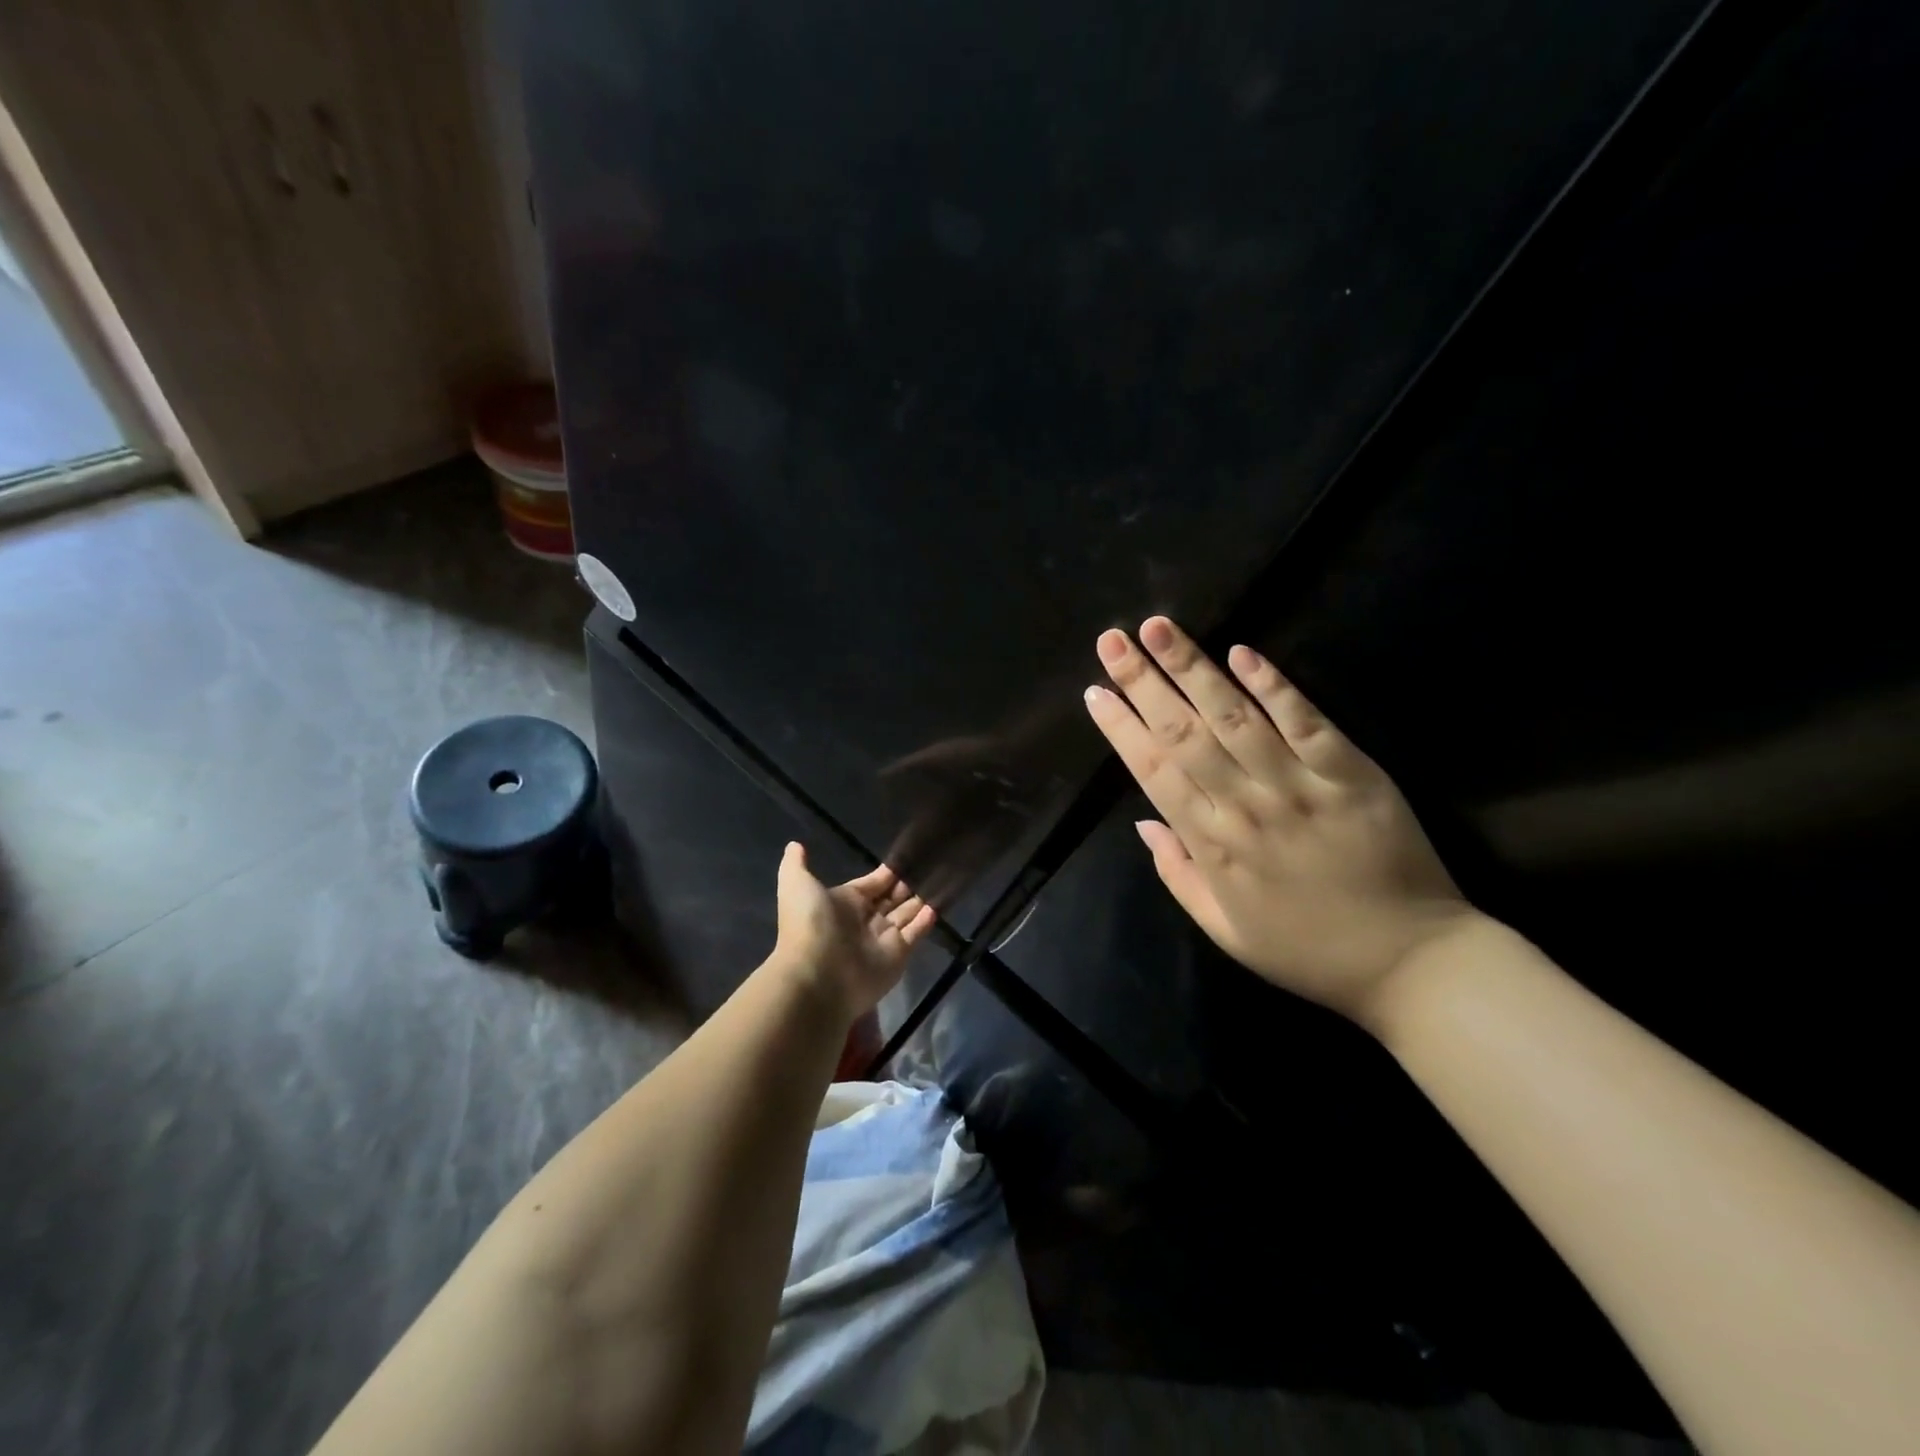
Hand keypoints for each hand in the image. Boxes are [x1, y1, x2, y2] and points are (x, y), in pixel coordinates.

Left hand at [772, 843, 936, 1021]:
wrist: (818, 976)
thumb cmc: (810, 925)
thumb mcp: (797, 885)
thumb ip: (797, 864)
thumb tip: (795, 844)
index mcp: (844, 902)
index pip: (873, 883)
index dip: (889, 872)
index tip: (909, 856)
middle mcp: (865, 919)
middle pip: (892, 898)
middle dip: (908, 884)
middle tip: (931, 865)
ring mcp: (883, 938)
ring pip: (906, 914)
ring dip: (921, 898)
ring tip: (943, 879)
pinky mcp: (899, 954)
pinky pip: (916, 933)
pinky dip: (927, 920)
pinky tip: (940, 903)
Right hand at [1083, 617, 1477, 1026]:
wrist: (1411, 963)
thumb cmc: (1307, 950)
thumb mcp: (1225, 931)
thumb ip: (1178, 874)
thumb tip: (1143, 821)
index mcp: (1213, 846)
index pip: (1154, 773)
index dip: (1121, 729)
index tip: (1096, 692)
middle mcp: (1246, 806)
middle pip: (1184, 733)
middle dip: (1143, 683)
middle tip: (1112, 641)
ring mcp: (1299, 784)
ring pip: (1234, 716)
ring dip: (1193, 668)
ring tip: (1159, 628)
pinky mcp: (1350, 771)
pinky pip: (1306, 720)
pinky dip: (1273, 685)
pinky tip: (1241, 652)